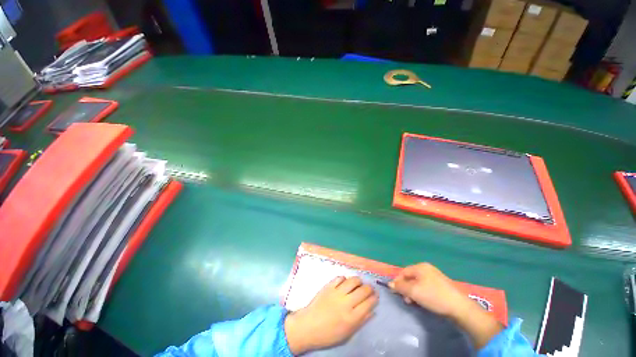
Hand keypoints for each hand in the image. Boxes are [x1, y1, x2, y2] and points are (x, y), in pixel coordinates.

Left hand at [285, 276, 377, 354]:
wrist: (308, 326)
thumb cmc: (328, 334)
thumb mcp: (347, 333)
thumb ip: (361, 321)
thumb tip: (372, 311)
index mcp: (352, 317)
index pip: (368, 303)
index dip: (374, 298)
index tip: (376, 296)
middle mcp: (346, 303)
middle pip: (363, 290)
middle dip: (369, 288)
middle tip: (370, 288)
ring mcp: (336, 293)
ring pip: (352, 281)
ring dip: (358, 281)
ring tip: (359, 283)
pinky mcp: (328, 286)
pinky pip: (340, 277)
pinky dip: (345, 279)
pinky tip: (345, 282)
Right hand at [389, 263, 468, 318]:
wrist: (459, 308)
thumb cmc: (434, 296)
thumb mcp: (414, 291)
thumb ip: (400, 287)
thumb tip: (390, 284)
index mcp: (420, 267)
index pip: (403, 272)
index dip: (398, 282)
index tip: (396, 293)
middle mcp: (427, 269)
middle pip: (410, 277)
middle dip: (406, 288)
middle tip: (407, 300)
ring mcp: (435, 276)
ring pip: (418, 283)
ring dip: (413, 292)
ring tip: (414, 302)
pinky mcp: (441, 285)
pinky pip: (425, 287)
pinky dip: (421, 293)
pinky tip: (423, 301)